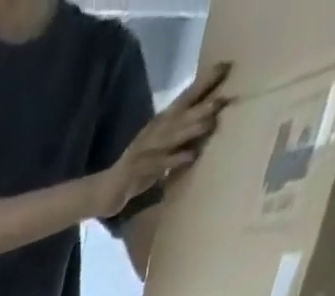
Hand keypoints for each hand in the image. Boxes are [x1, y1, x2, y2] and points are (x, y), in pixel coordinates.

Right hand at [92, 63, 229, 217]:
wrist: (109, 189)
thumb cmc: (137, 168)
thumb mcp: (159, 145)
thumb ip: (179, 133)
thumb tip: (206, 120)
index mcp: (159, 123)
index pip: (184, 99)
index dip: (203, 83)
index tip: (225, 67)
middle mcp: (153, 132)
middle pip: (180, 115)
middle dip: (200, 106)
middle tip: (222, 98)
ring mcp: (146, 152)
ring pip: (172, 137)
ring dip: (190, 129)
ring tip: (210, 122)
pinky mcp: (139, 171)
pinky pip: (160, 164)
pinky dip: (175, 160)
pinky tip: (190, 156)